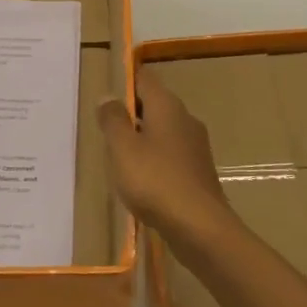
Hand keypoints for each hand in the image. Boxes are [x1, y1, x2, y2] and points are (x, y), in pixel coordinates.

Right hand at [96, 67, 238, 246]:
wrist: (200, 227)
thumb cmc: (155, 180)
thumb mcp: (122, 148)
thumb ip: (113, 120)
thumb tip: (108, 96)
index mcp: (167, 106)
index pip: (146, 79)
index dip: (126, 81)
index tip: (107, 95)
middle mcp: (186, 119)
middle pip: (155, 105)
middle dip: (131, 114)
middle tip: (105, 130)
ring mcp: (196, 146)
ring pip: (163, 132)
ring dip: (142, 139)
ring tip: (118, 158)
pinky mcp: (199, 172)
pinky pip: (171, 156)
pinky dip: (154, 161)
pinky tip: (141, 182)